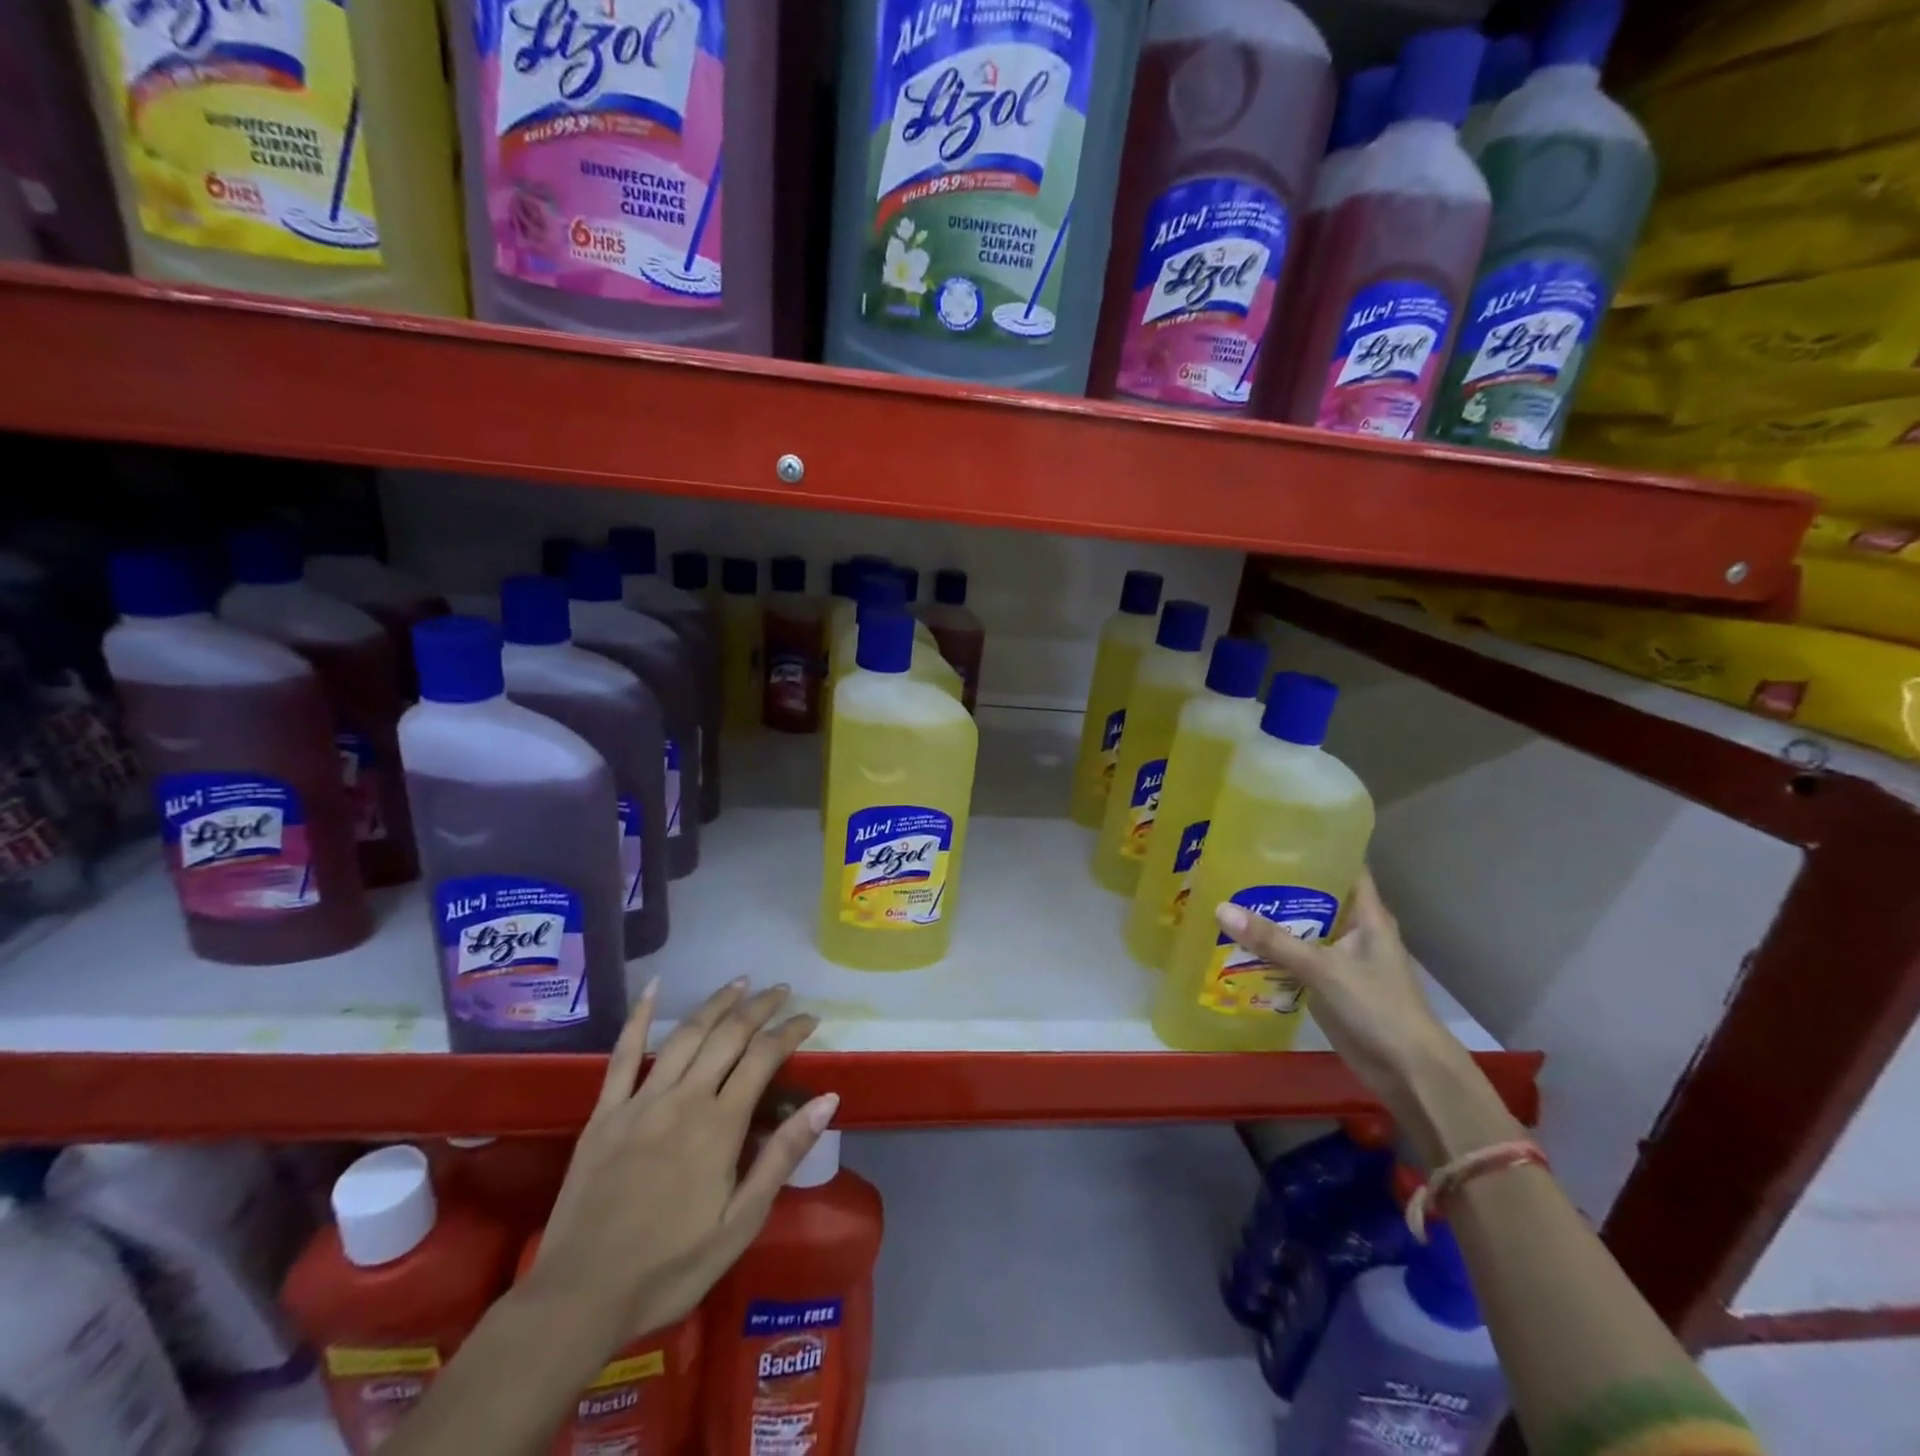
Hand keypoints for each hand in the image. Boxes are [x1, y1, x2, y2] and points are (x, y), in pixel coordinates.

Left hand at [526, 978, 836, 1346]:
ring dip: (716, 1003)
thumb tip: (827, 1100)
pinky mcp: (605, 1112)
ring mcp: (640, 1101)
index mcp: (719, 1125)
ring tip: (740, 983)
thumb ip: (783, 1155)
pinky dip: (639, 1017)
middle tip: (781, 990)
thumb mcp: (741, 1223)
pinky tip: (653, 987)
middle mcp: (684, 1098)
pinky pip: (623, 1054)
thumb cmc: (670, 1268)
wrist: (579, 1298)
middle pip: (729, 1035)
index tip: (811, 1018)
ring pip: (686, 1035)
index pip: (764, 1058)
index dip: (790, 1031)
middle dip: (760, 1007)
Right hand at [1215, 869, 1466, 1117]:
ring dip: (1270, 919)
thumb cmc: (1378, 1008)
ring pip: (1301, 928)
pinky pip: (1294, 958)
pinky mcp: (1327, 984)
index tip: (1275, 830)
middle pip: (1314, 895)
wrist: (1409, 1072)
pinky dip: (1270, 951)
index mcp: (1367, 914)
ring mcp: (1340, 958)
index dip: (1316, 844)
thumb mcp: (1324, 969)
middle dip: (1278, 882)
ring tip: (1225, 896)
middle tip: (1234, 862)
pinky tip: (1236, 943)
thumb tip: (1220, 908)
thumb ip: (1274, 941)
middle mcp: (1354, 929)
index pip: (1344, 864)